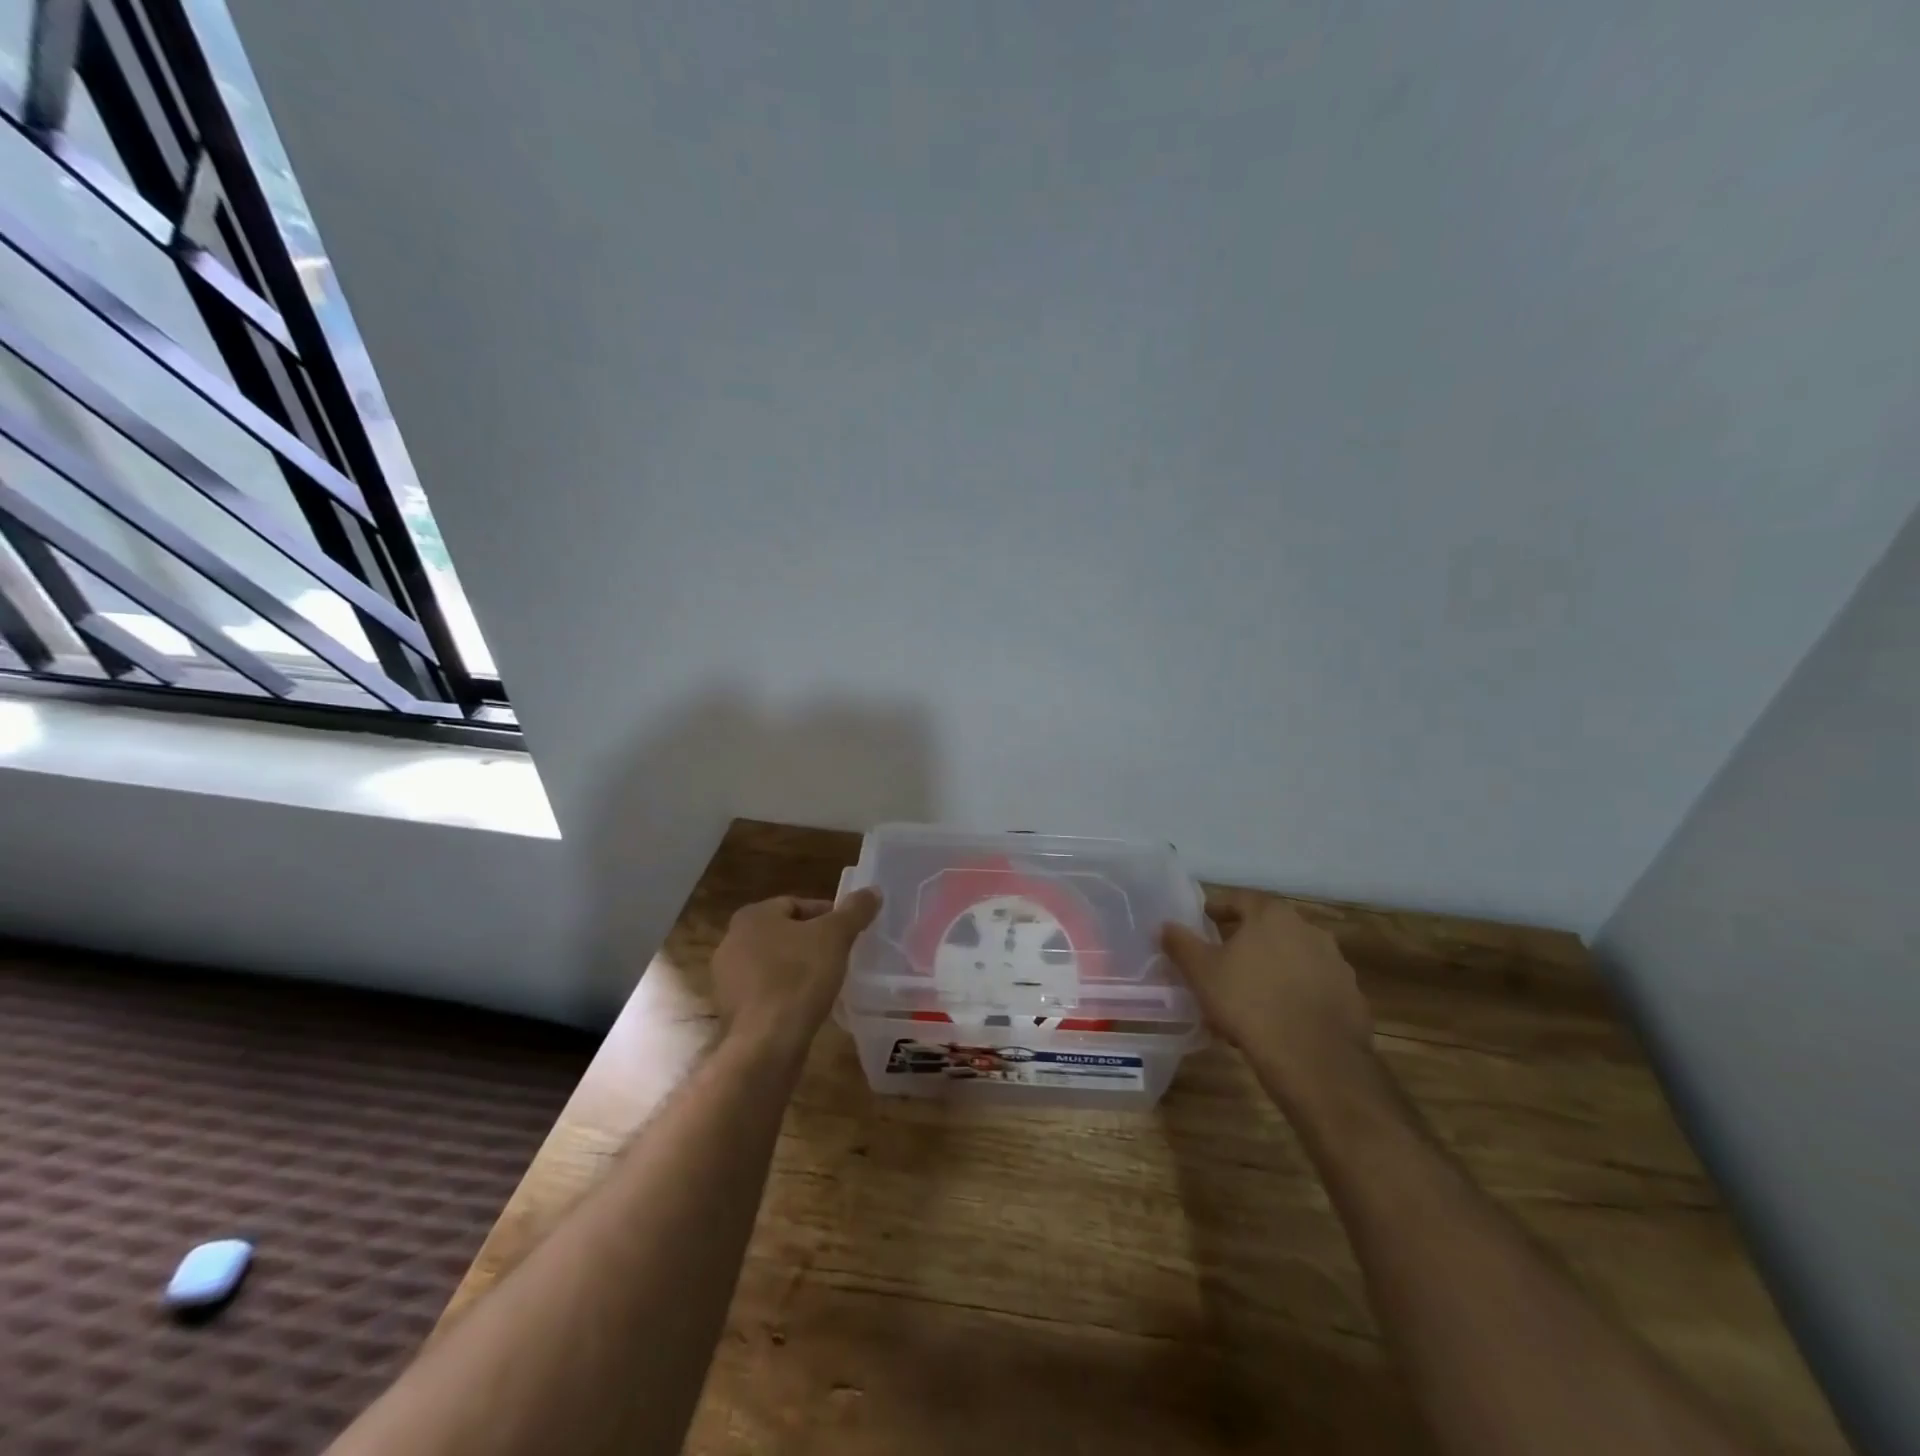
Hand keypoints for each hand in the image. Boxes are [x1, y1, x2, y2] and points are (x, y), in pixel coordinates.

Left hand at [711, 890, 881, 1053]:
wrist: (766, 1044)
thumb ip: (855, 910)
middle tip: (841, 954)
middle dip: (812, 942)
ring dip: (798, 968)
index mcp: (752, 916)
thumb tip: (873, 891)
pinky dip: (786, 993)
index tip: (849, 931)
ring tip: (828, 980)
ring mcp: (727, 979)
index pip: (796, 904)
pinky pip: (766, 991)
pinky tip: (807, 1004)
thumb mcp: (836, 937)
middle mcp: (732, 942)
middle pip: (784, 933)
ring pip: (774, 964)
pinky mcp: (731, 1011)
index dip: (827, 915)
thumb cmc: (799, 977)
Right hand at [1162, 901, 1373, 1100]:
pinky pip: (1312, 988)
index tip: (1203, 921)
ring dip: (1271, 970)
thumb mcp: (1202, 973)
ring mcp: (1335, 964)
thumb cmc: (1249, 1003)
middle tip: (1222, 961)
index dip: (1218, 908)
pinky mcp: (1351, 997)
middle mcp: (1309, 930)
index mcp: (1272, 915)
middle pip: (1268, 928)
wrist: (1315, 1060)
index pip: (1240, 899)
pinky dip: (1293, 995)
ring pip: (1292, 959)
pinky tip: (1276, 1019)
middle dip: (1245, 942)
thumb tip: (1166, 925)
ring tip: (1247, 996)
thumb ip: (1181, 944)